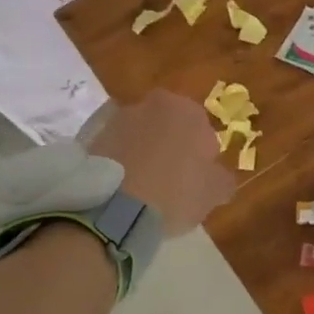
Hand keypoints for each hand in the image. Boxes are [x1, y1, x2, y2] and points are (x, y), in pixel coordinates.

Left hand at [85, 91, 236, 235]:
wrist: (113, 209)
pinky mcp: (91, 138)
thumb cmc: (175, 193)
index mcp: (186, 110)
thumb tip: (219, 176)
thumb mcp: (214, 192)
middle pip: (169, 127)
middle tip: (172, 181)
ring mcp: (117, 119)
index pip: (202, 129)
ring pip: (141, 136)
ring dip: (145, 153)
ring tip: (144, 188)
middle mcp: (151, 104)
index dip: (202, 156)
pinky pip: (116, 149)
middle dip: (172, 147)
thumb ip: (223, 178)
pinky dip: (121, 162)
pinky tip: (124, 188)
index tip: (197, 180)